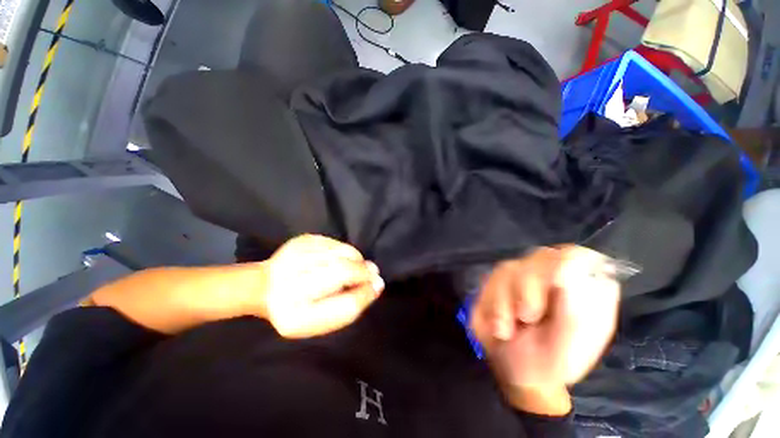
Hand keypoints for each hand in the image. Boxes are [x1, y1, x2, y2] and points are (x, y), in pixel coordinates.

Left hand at [257, 235, 384, 338]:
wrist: (265, 287)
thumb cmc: (298, 309)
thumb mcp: (321, 321)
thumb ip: (350, 305)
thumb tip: (377, 283)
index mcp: (297, 315)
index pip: (343, 304)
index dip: (366, 293)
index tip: (377, 286)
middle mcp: (292, 284)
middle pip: (343, 271)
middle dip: (363, 271)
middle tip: (371, 272)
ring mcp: (295, 257)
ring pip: (342, 253)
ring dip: (357, 259)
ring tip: (356, 266)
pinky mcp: (301, 240)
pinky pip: (335, 243)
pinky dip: (345, 251)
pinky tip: (340, 258)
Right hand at [470, 246, 619, 411]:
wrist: (518, 372)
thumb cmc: (552, 362)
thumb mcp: (572, 348)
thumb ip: (575, 311)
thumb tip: (568, 271)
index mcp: (579, 287)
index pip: (575, 255)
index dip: (562, 265)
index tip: (553, 288)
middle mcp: (550, 274)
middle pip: (538, 257)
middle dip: (527, 288)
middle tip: (527, 318)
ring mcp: (520, 275)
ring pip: (507, 268)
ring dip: (503, 301)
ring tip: (506, 329)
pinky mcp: (495, 282)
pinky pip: (487, 280)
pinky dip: (489, 302)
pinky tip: (497, 322)